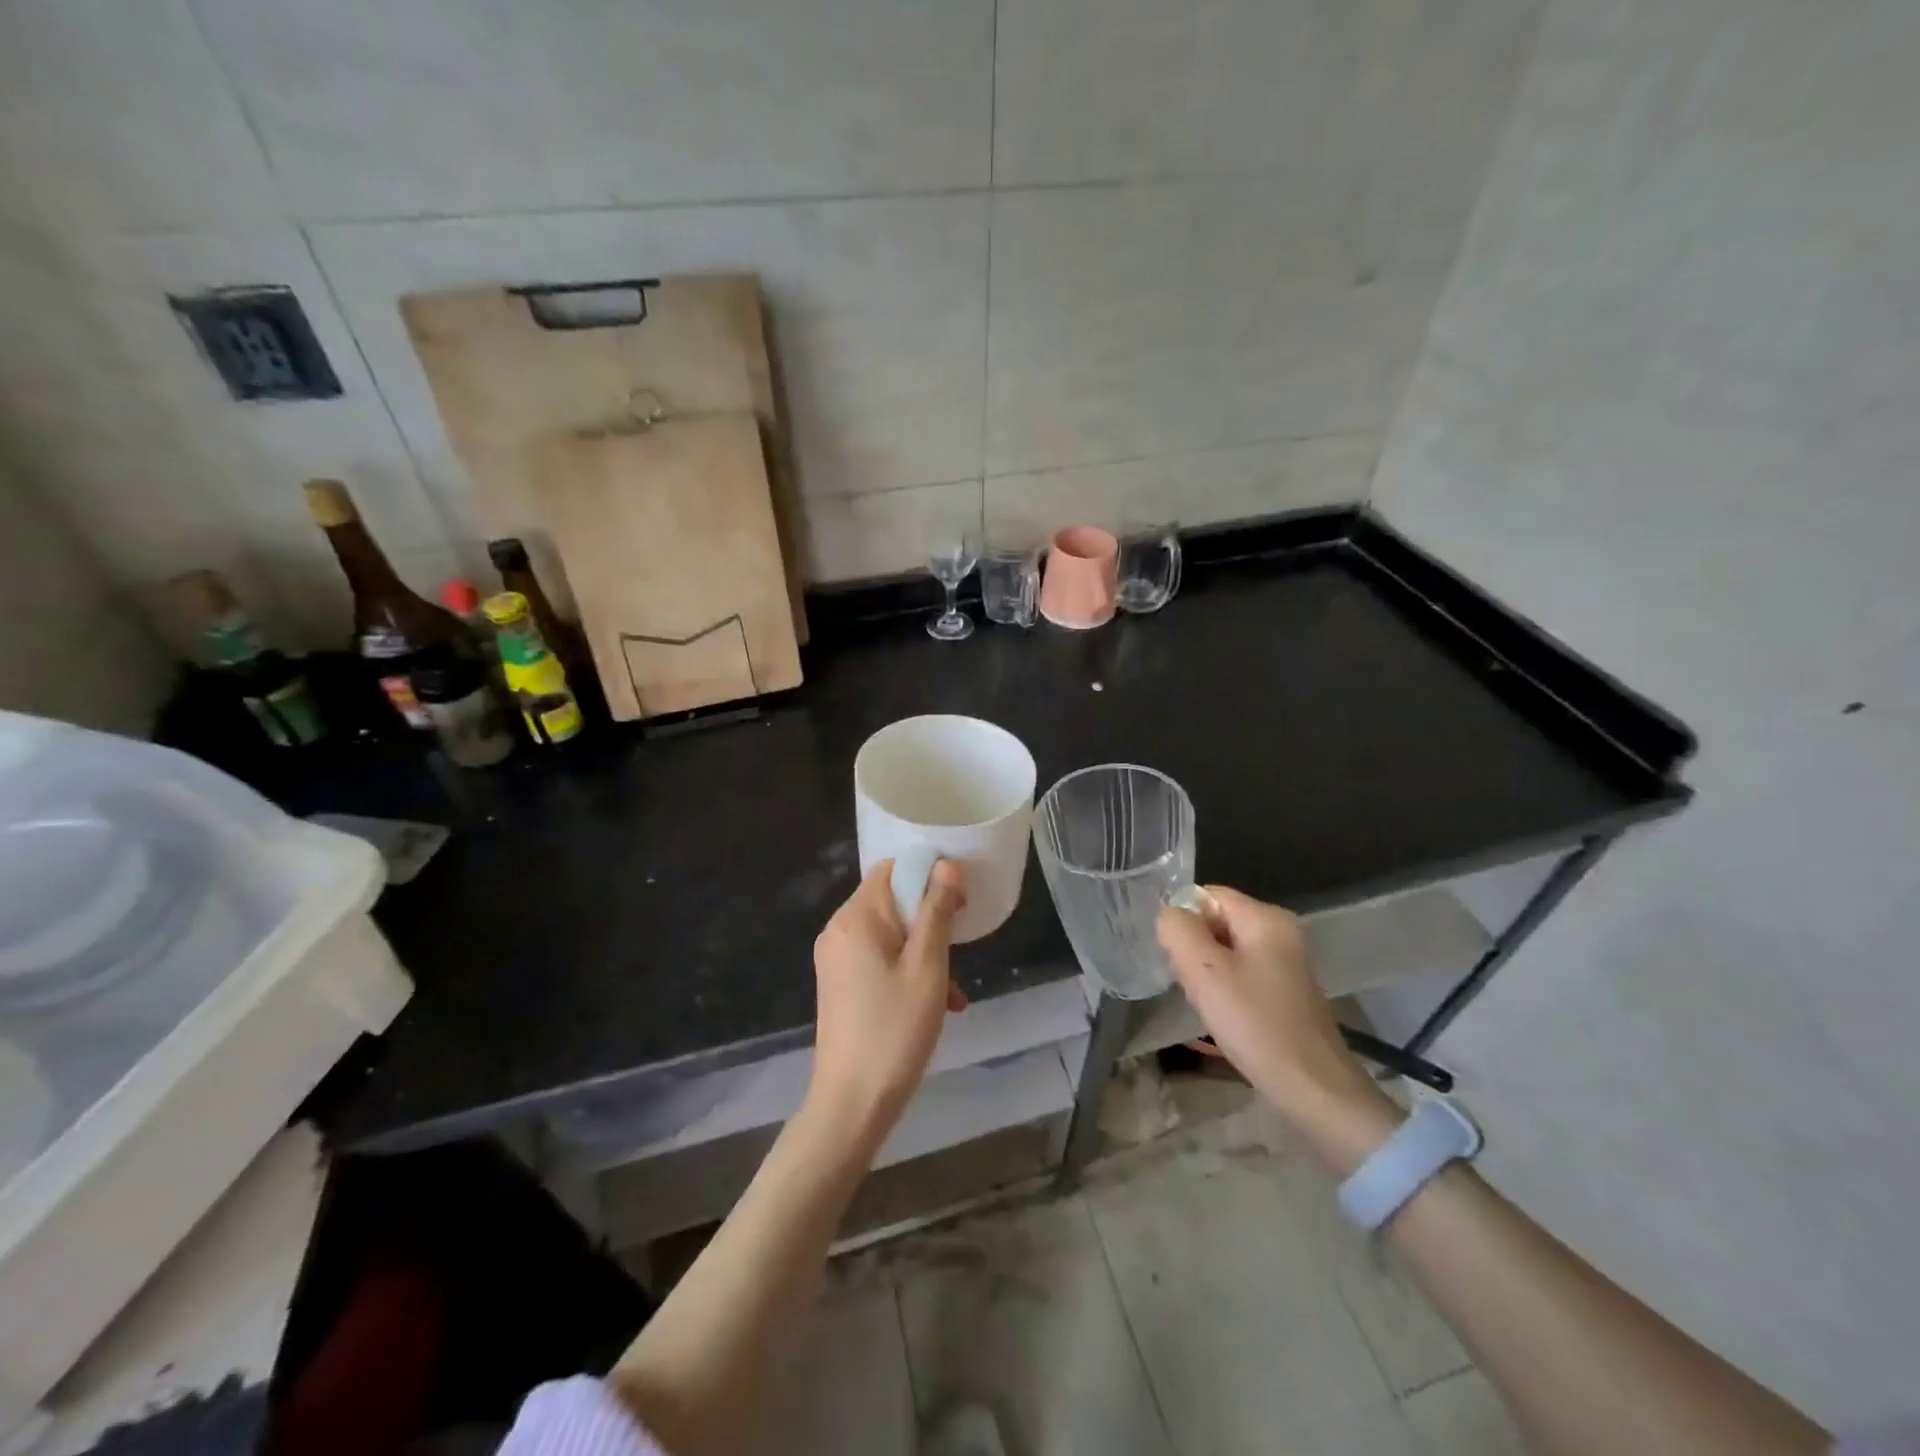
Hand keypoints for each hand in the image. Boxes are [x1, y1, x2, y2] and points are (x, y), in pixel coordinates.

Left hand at [809, 859, 966, 1140]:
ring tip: (953, 990)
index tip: (958, 902)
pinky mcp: (839, 984)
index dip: (927, 876)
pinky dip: (906, 971)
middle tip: (959, 949)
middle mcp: (839, 930)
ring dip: (924, 952)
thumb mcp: (927, 967)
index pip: (891, 869)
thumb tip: (946, 864)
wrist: (852, 1104)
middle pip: (891, 901)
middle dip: (930, 921)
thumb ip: (937, 911)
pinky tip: (936, 1004)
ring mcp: (835, 959)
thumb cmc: (894, 1030)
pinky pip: (878, 960)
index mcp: (856, 918)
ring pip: (890, 934)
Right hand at [1157, 886, 1401, 1171]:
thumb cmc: (1255, 1023)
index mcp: (1266, 918)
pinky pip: (1242, 973)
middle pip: (1217, 921)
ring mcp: (1286, 963)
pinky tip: (1222, 1016)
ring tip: (1204, 1002)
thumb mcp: (1204, 971)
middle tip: (1187, 981)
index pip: (1207, 894)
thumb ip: (1178, 931)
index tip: (1174, 955)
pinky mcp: (1286, 991)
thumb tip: (1169, 915)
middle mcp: (1281, 932)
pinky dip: (1225, 988)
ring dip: (1206, 971)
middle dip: (1193, 947)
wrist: (1313, 1090)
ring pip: (1226, 950)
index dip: (1182, 919)